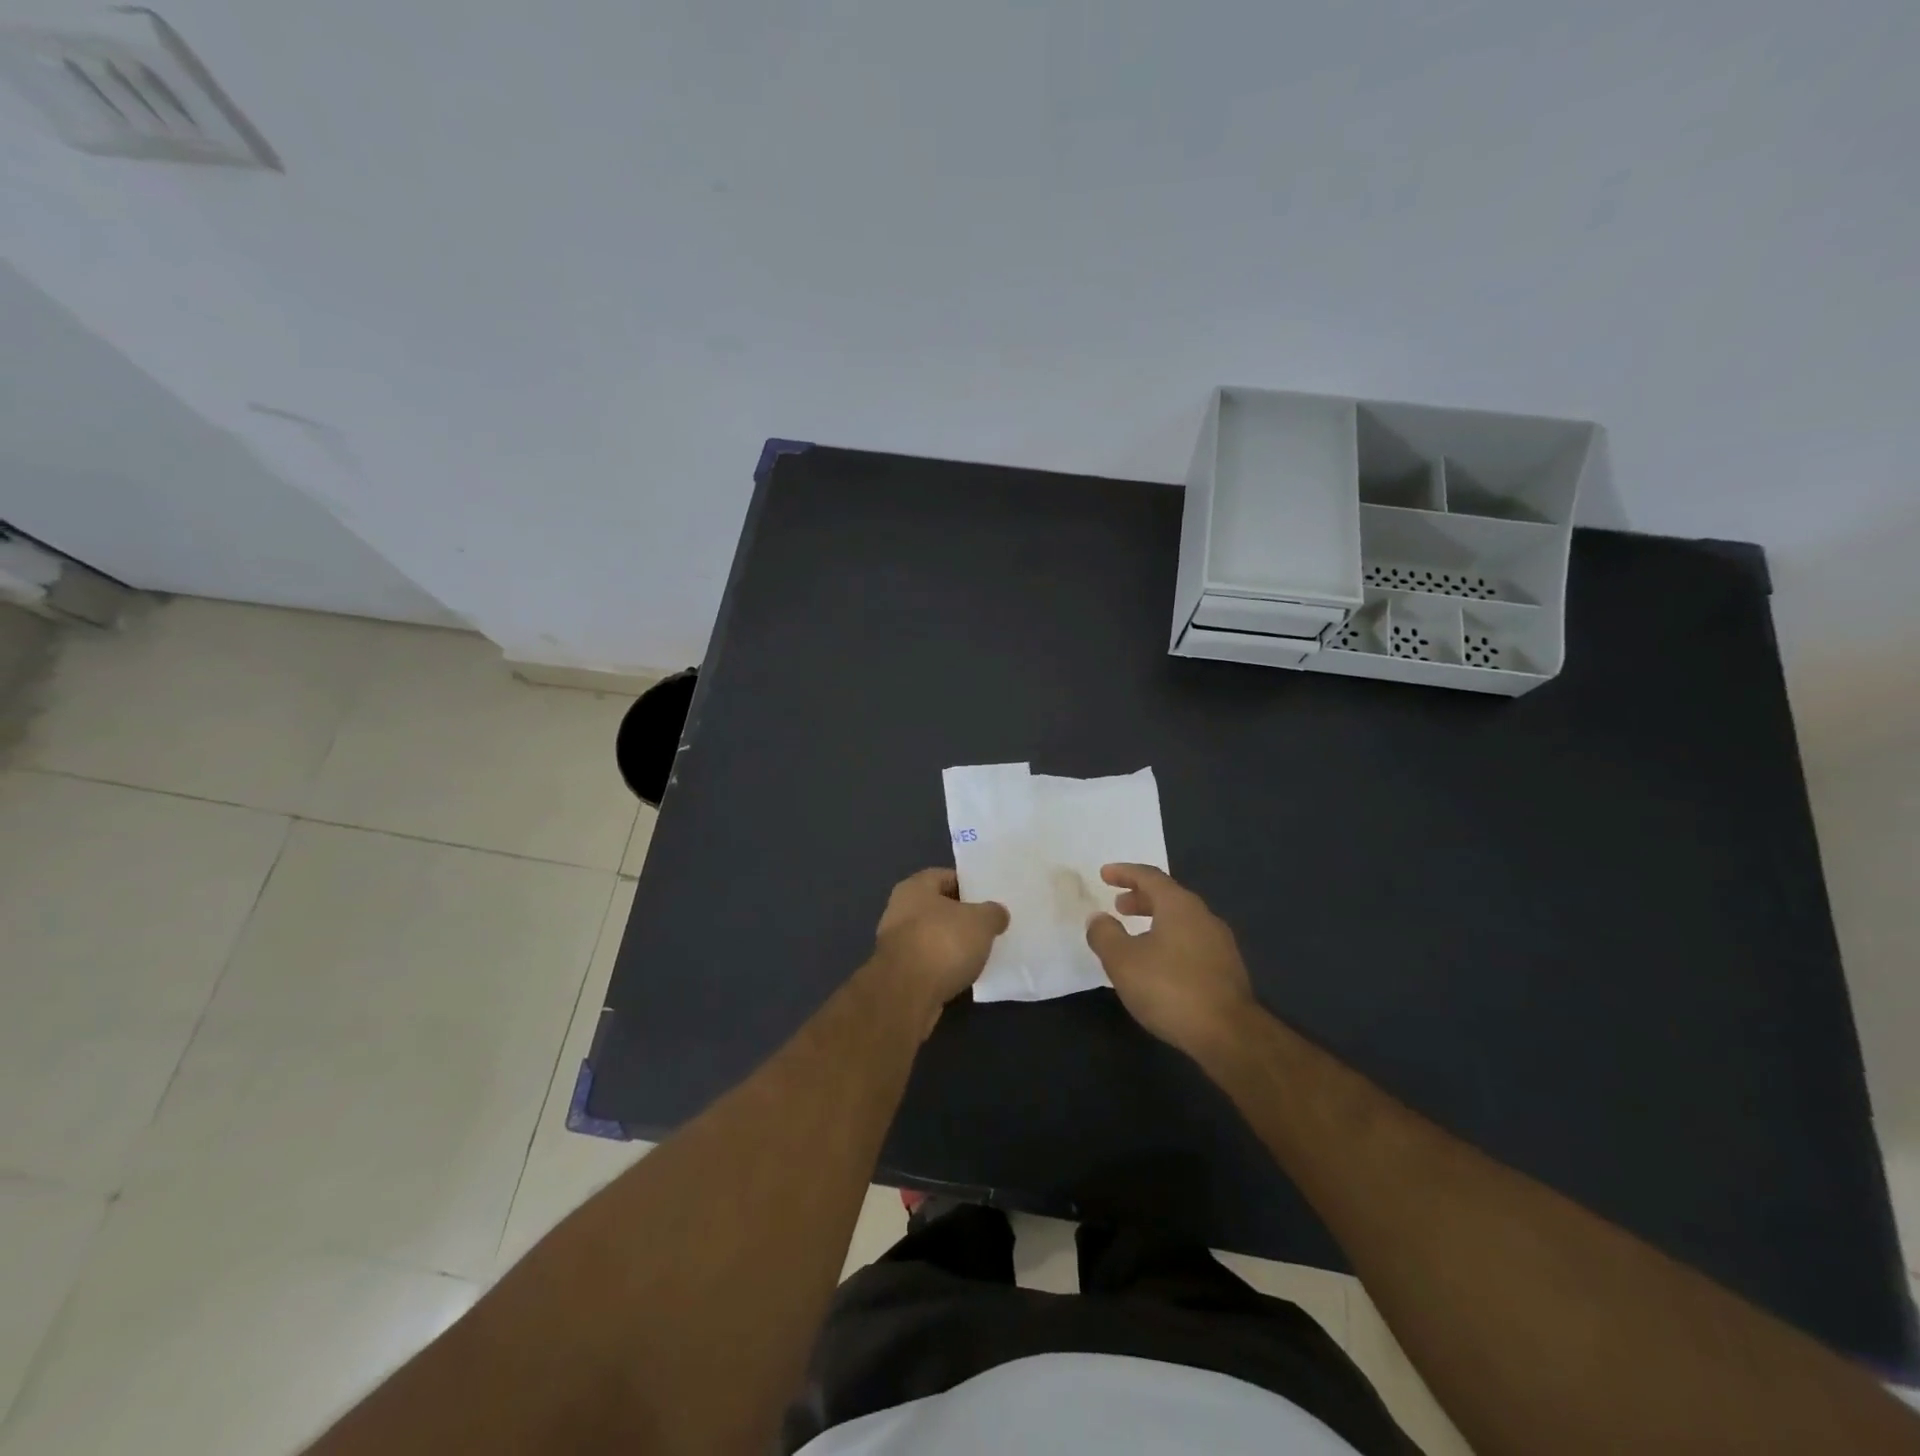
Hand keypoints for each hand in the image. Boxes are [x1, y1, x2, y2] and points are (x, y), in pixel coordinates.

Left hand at [872, 868, 1009, 1029]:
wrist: (907, 993)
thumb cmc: (943, 943)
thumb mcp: (981, 922)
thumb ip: (993, 913)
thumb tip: (997, 914)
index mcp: (915, 887)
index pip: (946, 877)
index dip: (969, 885)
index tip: (989, 898)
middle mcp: (900, 909)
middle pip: (938, 907)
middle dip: (962, 917)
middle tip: (988, 926)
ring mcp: (896, 942)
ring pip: (932, 936)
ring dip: (952, 944)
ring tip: (979, 952)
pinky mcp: (898, 972)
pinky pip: (927, 961)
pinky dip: (943, 966)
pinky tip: (962, 974)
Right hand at [1084, 864, 1255, 1059]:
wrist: (1229, 1035)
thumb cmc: (1170, 989)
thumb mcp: (1123, 961)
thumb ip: (1105, 934)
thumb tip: (1098, 918)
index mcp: (1179, 906)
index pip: (1150, 876)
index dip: (1125, 873)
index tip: (1105, 874)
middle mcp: (1204, 916)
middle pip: (1169, 896)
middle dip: (1141, 898)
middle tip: (1119, 906)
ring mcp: (1220, 943)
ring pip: (1182, 921)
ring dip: (1156, 921)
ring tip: (1136, 936)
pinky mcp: (1227, 969)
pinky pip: (1192, 942)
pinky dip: (1170, 940)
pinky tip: (1160, 964)